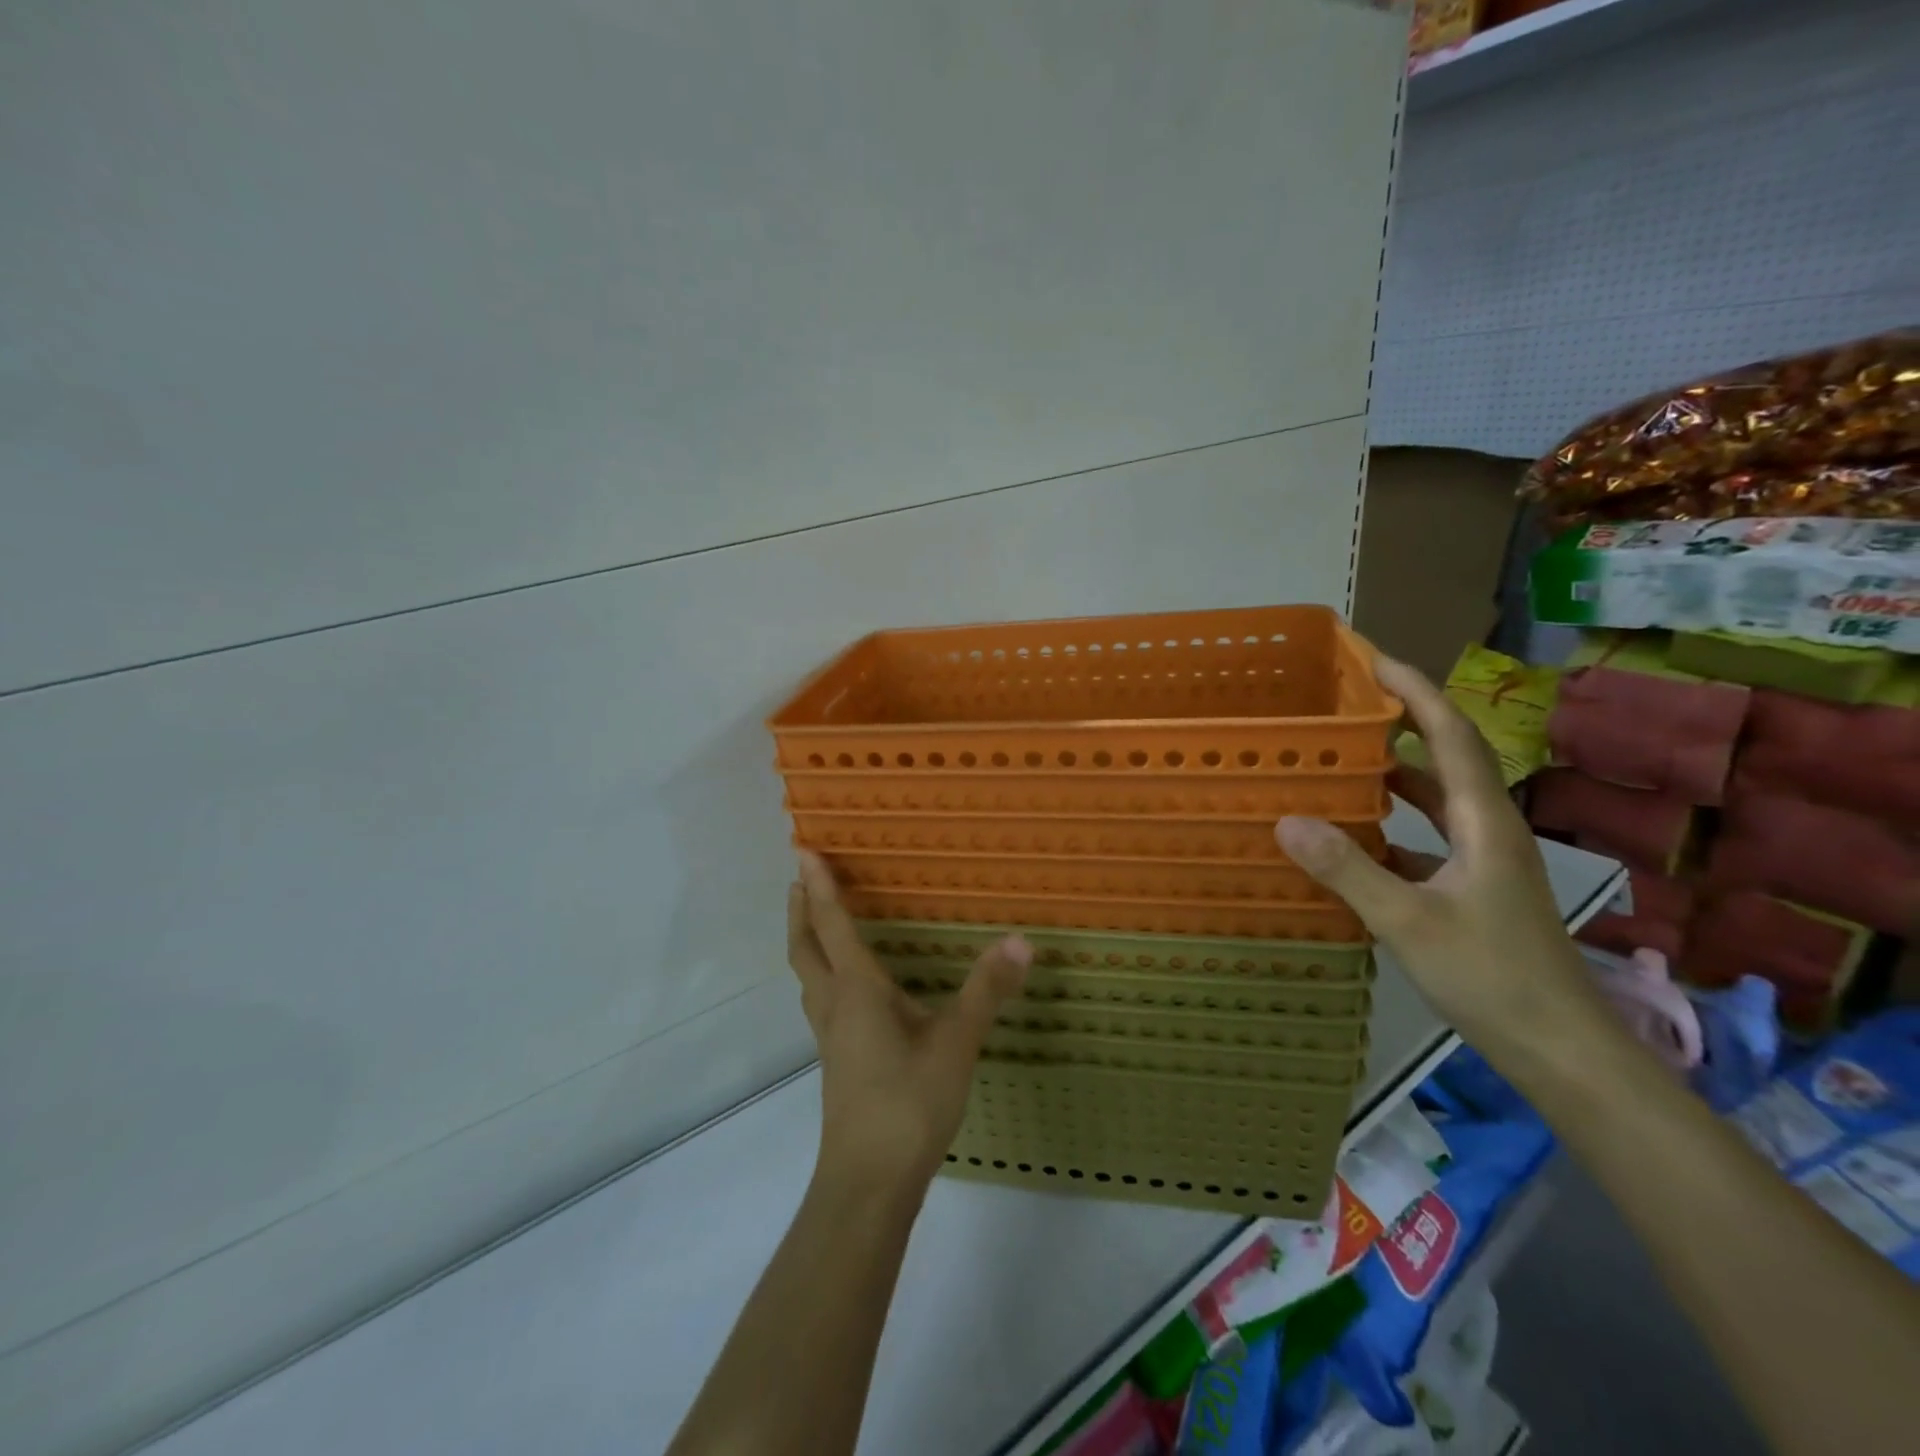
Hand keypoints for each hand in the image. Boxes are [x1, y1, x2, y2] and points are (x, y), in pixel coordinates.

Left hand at [789, 851, 1031, 1189]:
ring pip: (808, 976)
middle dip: (800, 909)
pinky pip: (821, 1000)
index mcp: (857, 990)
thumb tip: (1020, 941)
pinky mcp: (838, 1060)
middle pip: (805, 948)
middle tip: (799, 877)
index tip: (802, 850)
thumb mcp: (956, 1044)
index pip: (832, 926)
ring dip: (806, 941)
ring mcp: (831, 1036)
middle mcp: (835, 1005)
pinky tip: (847, 988)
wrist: (869, 1182)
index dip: (820, 886)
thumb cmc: (908, 1103)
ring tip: (814, 920)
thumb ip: (986, 991)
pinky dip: (822, 973)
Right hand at [1276, 656, 1598, 1058]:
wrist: (1564, 1051)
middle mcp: (1490, 831)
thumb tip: (1287, 821)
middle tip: (1350, 701)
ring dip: (1397, 773)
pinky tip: (1357, 837)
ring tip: (1345, 757)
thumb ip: (1348, 871)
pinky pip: (1429, 838)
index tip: (1373, 659)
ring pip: (1439, 800)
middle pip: (1448, 758)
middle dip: (1404, 721)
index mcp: (1484, 823)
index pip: (1450, 737)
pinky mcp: (1475, 891)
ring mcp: (1485, 863)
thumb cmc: (1494, 979)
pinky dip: (1394, 824)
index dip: (1415, 691)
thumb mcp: (1409, 922)